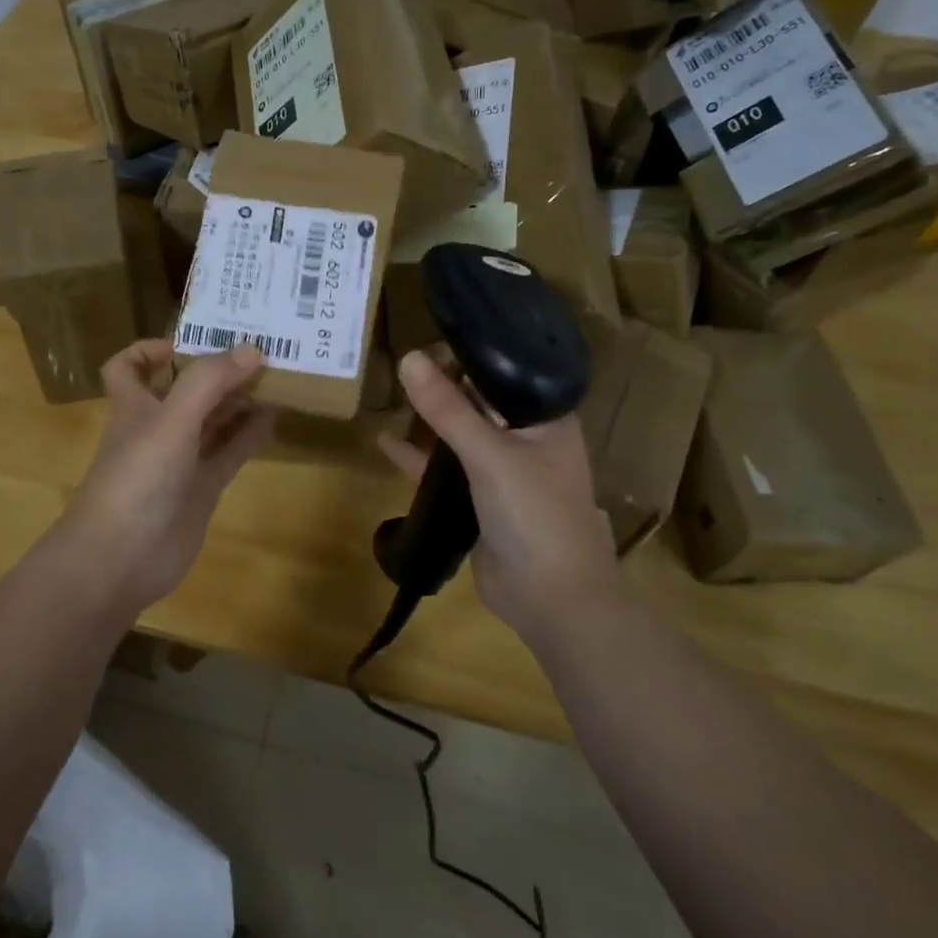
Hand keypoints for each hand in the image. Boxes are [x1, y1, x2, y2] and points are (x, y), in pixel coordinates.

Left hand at [54, 339, 274, 617]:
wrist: (120, 559)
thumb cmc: (136, 478)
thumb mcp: (170, 420)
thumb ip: (208, 382)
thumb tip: (251, 349)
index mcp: (135, 405)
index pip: (129, 366)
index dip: (152, 349)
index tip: (192, 342)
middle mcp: (157, 427)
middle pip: (184, 389)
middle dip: (215, 369)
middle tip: (259, 349)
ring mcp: (180, 460)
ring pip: (212, 420)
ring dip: (239, 400)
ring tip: (277, 377)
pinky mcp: (201, 489)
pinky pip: (229, 453)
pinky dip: (250, 435)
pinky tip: (276, 418)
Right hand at [378, 349, 619, 643]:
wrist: (552, 599)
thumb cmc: (535, 514)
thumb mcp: (489, 454)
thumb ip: (447, 409)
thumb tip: (408, 357)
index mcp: (545, 420)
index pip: (504, 374)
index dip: (468, 356)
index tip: (427, 337)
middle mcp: (527, 440)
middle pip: (478, 402)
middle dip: (442, 386)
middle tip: (400, 364)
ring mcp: (503, 473)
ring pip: (460, 436)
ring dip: (430, 421)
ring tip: (391, 395)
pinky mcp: (481, 502)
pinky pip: (446, 471)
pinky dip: (419, 459)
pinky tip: (385, 444)